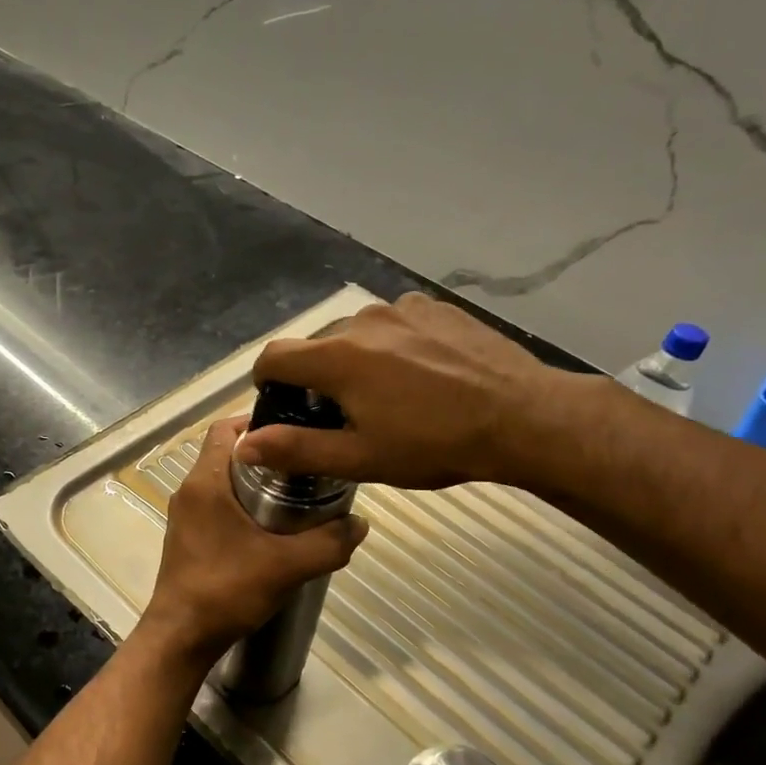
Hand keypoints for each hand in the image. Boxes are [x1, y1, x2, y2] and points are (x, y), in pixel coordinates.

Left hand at [139, 417, 367, 665]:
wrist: (181, 637)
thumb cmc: (226, 590)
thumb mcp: (287, 566)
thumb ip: (329, 542)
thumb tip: (361, 523)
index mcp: (205, 482)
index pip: (226, 429)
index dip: (258, 421)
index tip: (295, 431)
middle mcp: (189, 491)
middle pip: (227, 454)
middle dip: (265, 455)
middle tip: (305, 464)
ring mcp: (185, 515)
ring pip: (223, 481)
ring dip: (255, 482)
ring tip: (297, 494)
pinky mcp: (187, 537)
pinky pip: (217, 505)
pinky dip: (243, 505)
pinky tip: (272, 528)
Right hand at [236, 291, 602, 490]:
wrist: (523, 418)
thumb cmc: (435, 444)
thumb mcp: (361, 458)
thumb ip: (296, 448)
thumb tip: (243, 444)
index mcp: (337, 358)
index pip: (274, 356)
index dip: (267, 382)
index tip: (284, 406)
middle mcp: (362, 321)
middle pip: (317, 347)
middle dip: (319, 378)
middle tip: (347, 416)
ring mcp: (402, 308)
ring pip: (357, 334)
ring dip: (358, 361)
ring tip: (392, 396)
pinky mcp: (435, 306)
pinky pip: (395, 324)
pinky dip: (394, 346)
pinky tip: (424, 374)